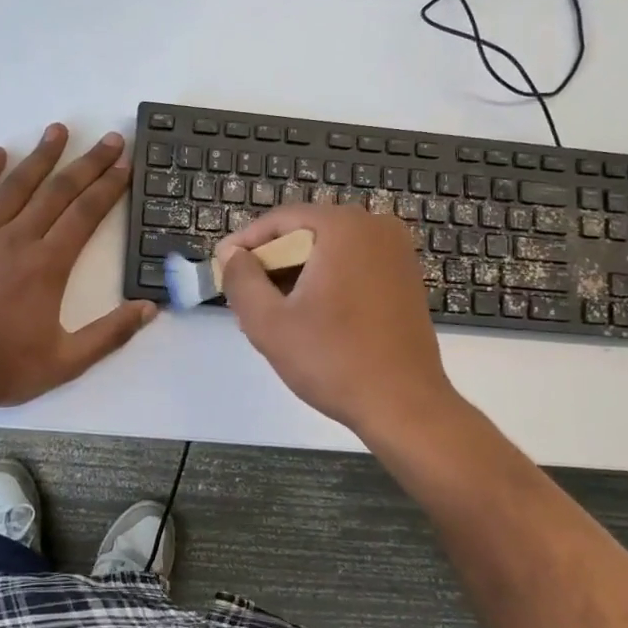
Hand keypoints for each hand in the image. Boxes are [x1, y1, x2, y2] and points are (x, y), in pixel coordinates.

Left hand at [0, 124, 156, 410]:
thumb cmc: (5, 368)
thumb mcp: (67, 361)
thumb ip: (110, 334)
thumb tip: (149, 309)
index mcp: (48, 265)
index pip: (85, 213)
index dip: (109, 185)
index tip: (125, 162)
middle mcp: (17, 240)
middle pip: (57, 191)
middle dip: (87, 163)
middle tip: (109, 139)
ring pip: (14, 186)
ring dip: (40, 157)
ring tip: (59, 131)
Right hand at [219, 204, 458, 440]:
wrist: (404, 406)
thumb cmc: (333, 360)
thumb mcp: (268, 322)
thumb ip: (240, 279)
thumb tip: (231, 253)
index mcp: (344, 227)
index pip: (279, 221)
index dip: (245, 244)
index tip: (221, 268)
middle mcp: (376, 227)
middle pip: (305, 234)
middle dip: (271, 264)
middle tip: (244, 298)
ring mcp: (397, 252)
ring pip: (329, 253)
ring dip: (297, 276)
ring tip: (271, 314)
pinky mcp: (406, 278)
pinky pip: (353, 267)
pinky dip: (327, 283)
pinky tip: (309, 319)